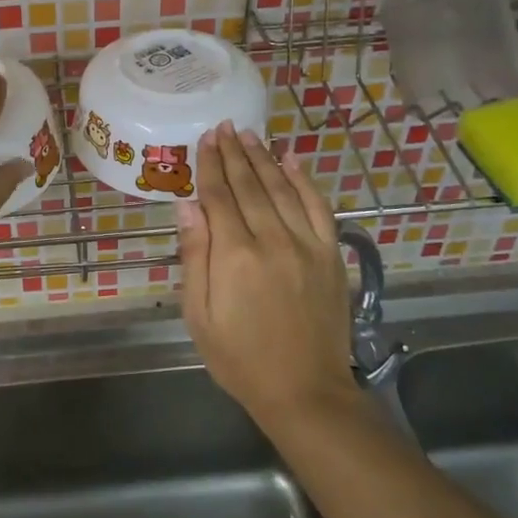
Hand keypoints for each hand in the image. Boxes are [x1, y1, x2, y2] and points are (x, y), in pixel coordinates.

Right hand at [175, 123, 359, 425]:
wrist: (304, 392)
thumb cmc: (239, 358)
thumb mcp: (199, 315)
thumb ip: (195, 256)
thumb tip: (187, 205)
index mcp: (235, 255)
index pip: (219, 196)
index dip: (210, 164)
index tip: (205, 138)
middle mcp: (273, 240)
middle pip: (250, 185)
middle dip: (234, 153)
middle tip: (224, 126)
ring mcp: (307, 245)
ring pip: (283, 188)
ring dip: (265, 158)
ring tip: (250, 135)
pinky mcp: (330, 255)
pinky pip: (319, 207)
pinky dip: (306, 180)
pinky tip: (294, 161)